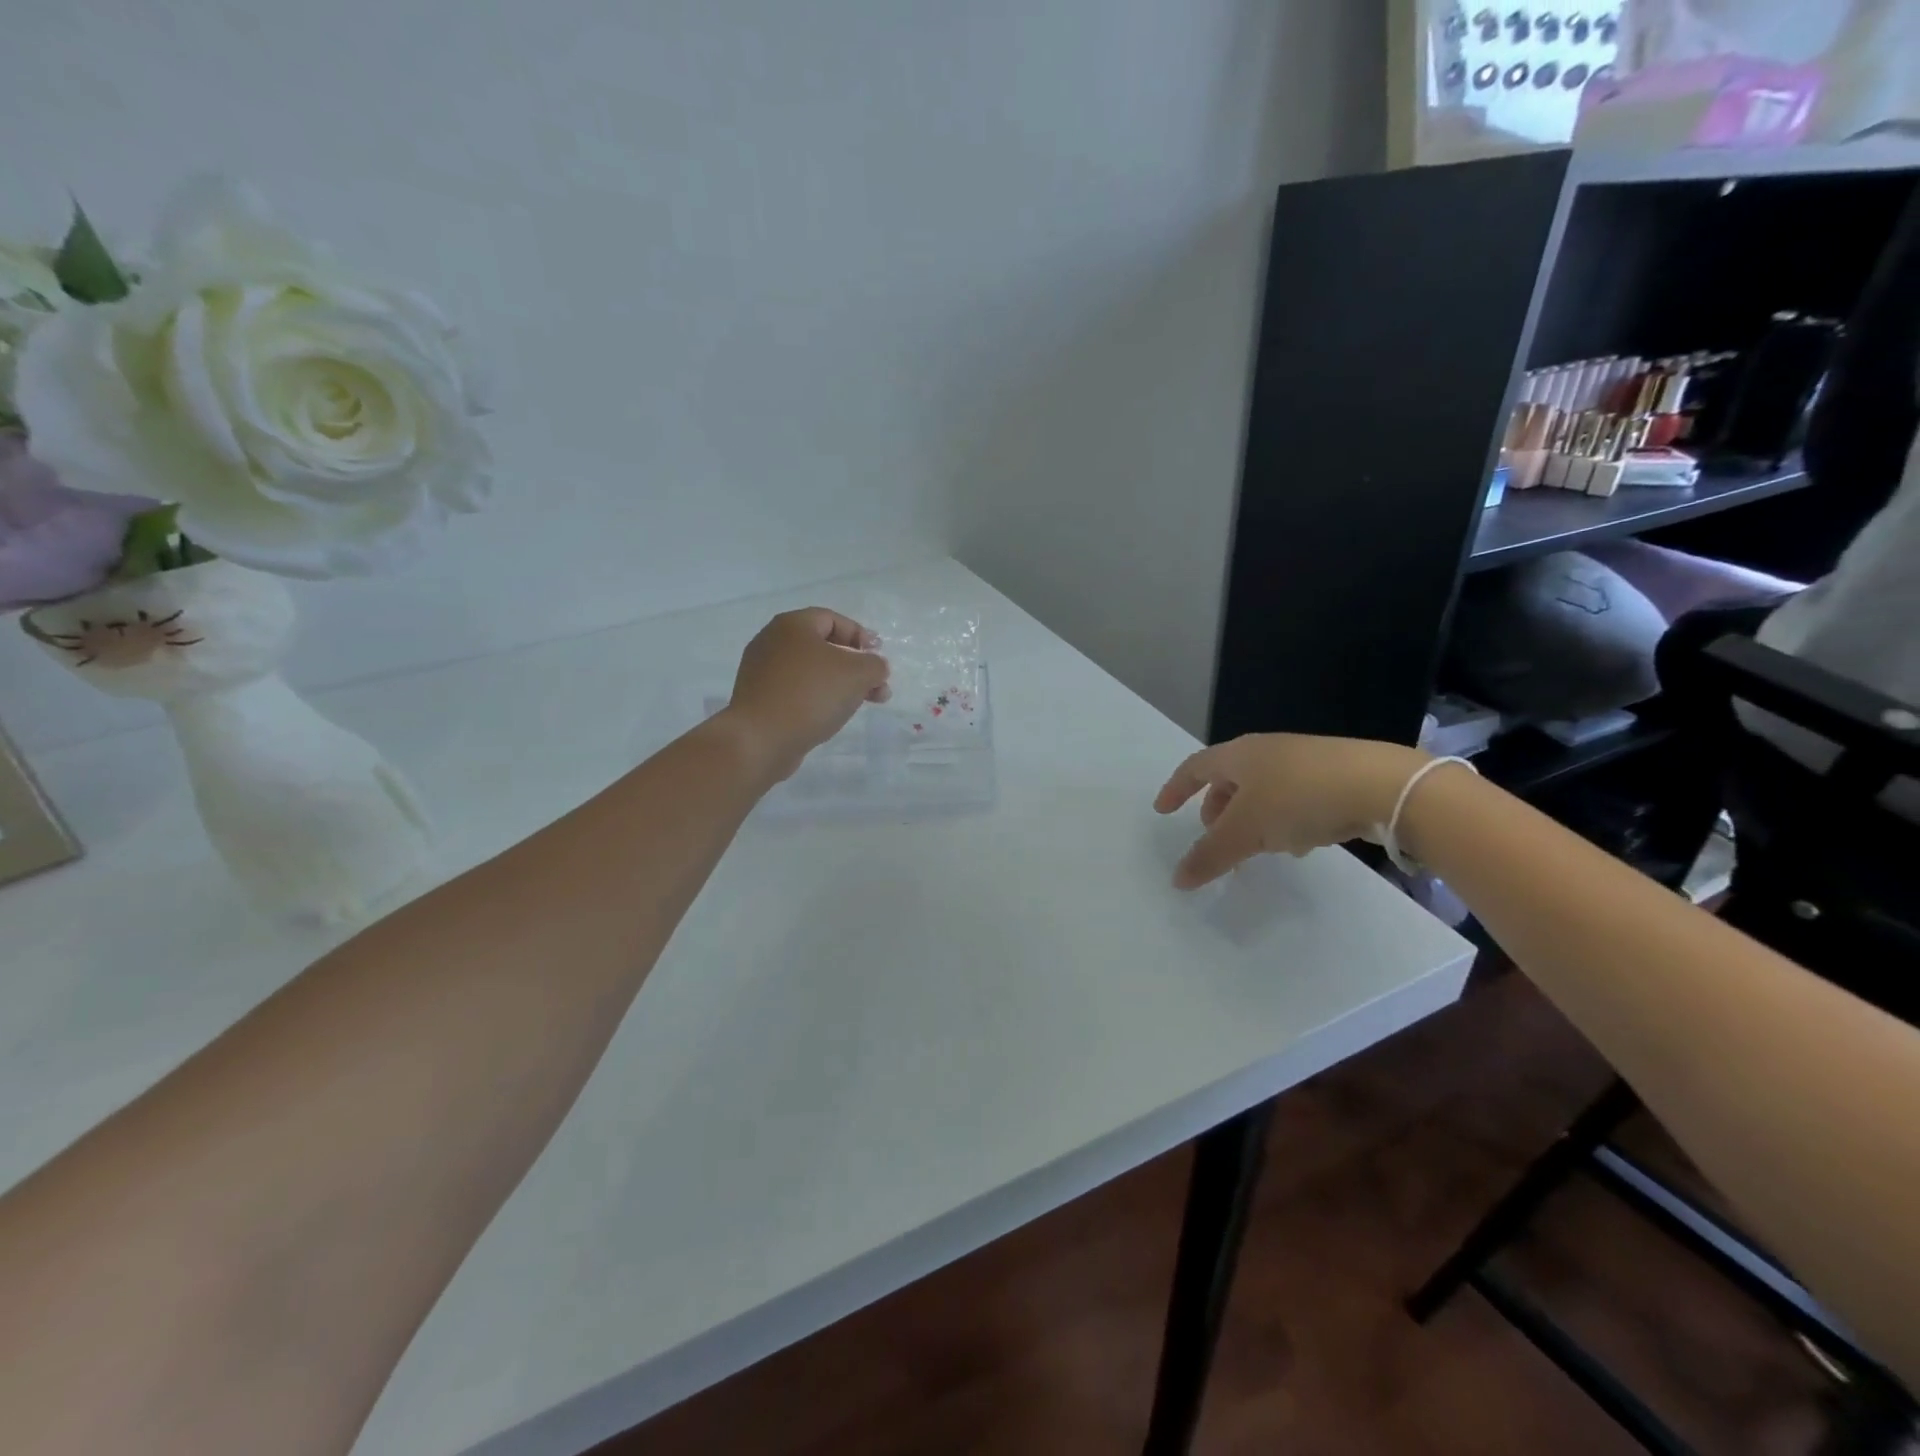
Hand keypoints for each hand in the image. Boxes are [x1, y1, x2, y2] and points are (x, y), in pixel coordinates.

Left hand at [721, 608, 891, 779]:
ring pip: (811, 672)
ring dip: (840, 685)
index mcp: (792, 625)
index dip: (860, 635)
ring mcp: (762, 672)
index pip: (833, 619)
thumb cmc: (810, 694)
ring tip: (860, 705)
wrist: (760, 739)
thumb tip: (875, 667)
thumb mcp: (857, 674)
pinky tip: (831, 716)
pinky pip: (796, 691)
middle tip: (877, 687)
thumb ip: (875, 665)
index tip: (878, 657)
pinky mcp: (759, 699)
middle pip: (823, 647)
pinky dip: (817, 699)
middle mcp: (772, 642)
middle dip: (855, 666)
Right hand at [1153, 733, 1429, 888]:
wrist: (1383, 785)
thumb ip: (1210, 855)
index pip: (1194, 767)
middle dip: (1216, 810)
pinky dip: (1284, 821)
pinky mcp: (1333, 776)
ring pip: (1263, 792)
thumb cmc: (1299, 798)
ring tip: (1257, 849)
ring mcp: (1302, 761)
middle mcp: (1266, 752)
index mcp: (1238, 755)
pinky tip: (1300, 844)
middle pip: (1229, 781)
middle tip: (1214, 838)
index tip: (1162, 810)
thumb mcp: (1247, 831)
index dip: (1175, 789)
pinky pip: (1294, 798)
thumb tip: (1177, 879)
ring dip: (1252, 820)